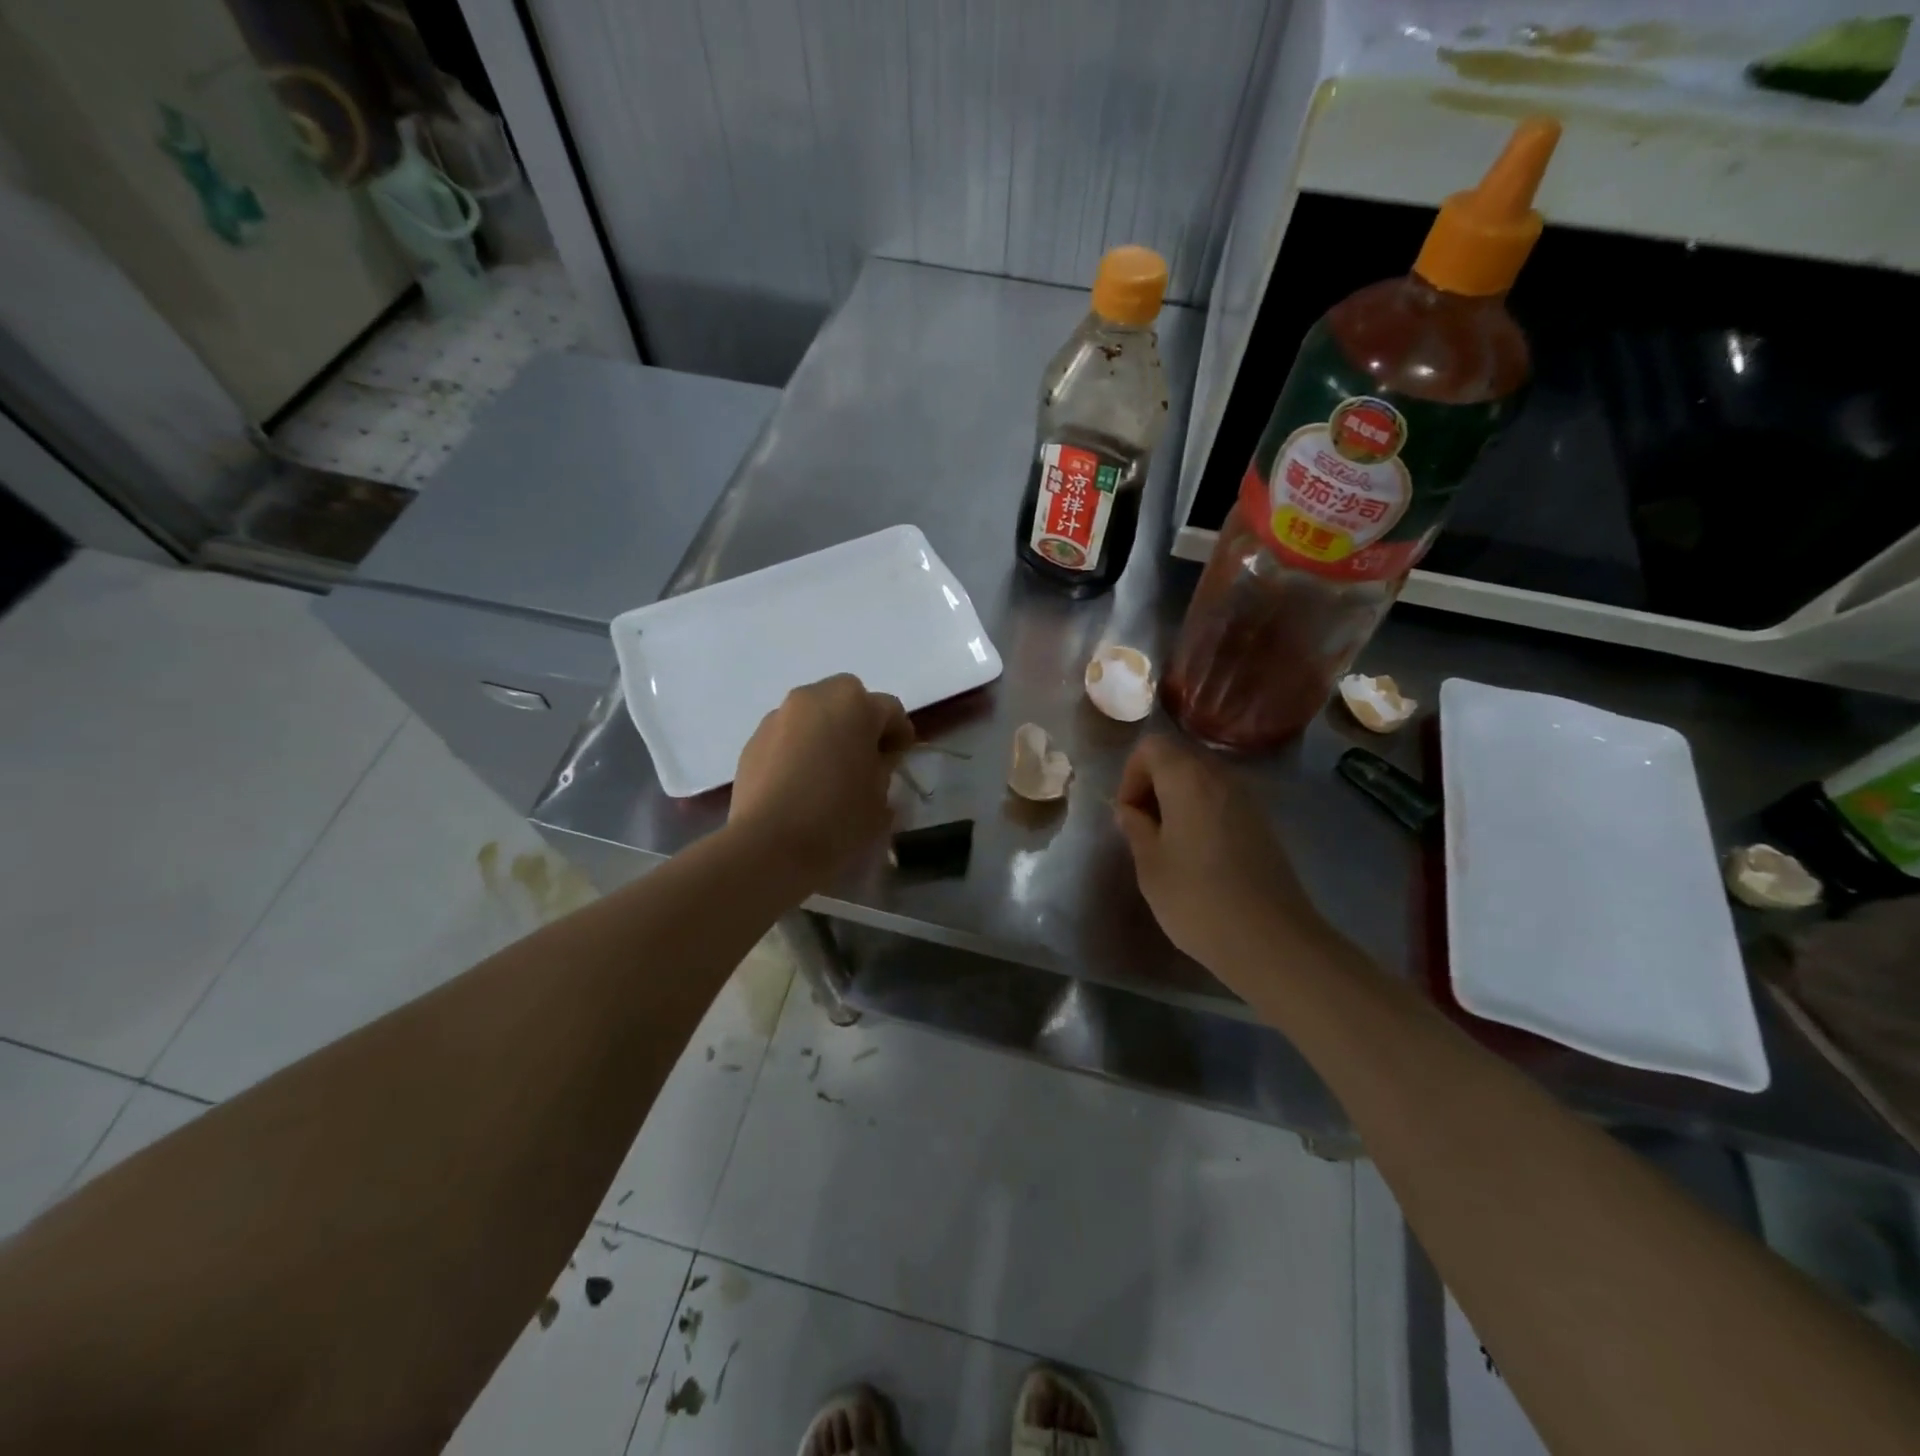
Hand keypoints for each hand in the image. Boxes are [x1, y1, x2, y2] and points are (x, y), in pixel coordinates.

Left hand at [729, 674, 912, 888]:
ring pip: (813, 715)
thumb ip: (884, 768)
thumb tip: (873, 761)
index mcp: (854, 704)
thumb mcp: (882, 796)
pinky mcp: (753, 741)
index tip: (899, 763)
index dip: (899, 736)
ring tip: (828, 774)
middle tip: (864, 761)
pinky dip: (798, 750)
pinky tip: (800, 785)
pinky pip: (787, 736)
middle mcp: (813, 698)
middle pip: (847, 700)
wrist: (769, 847)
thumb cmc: (839, 818)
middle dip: (859, 724)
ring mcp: (778, 717)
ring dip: (825, 734)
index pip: (890, 710)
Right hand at [1114, 735, 1334, 992]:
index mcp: (1188, 778)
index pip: (1151, 747)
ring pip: (1201, 782)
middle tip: (1142, 830)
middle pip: (1179, 759)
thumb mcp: (1151, 864)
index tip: (1128, 815)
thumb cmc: (1197, 899)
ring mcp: (1248, 801)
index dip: (1131, 775)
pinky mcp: (1263, 825)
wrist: (1271, 941)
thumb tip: (1130, 811)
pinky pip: (1222, 803)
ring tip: (1167, 846)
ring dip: (1177, 802)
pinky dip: (1201, 816)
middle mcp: (1221, 778)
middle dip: (1153, 786)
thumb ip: (1136, 828)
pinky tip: (1198, 857)